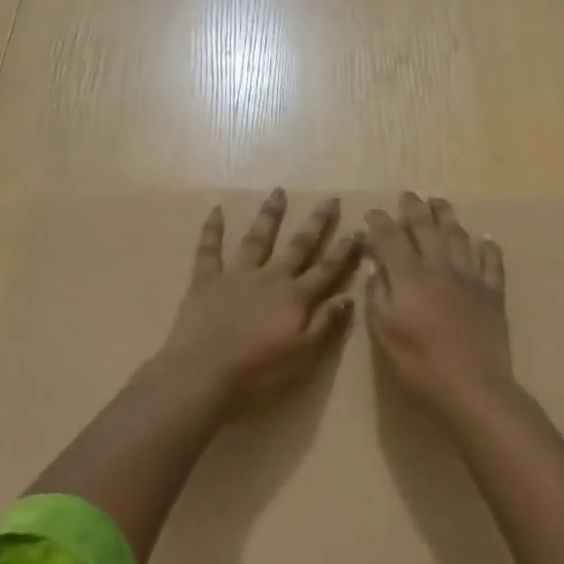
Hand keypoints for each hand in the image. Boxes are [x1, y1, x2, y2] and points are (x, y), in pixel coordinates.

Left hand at [161, 189, 362, 414]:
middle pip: (297, 246)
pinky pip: (209, 250)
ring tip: (278, 191)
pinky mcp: (206, 280)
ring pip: (257, 239)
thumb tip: (348, 296)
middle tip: (329, 199)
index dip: (344, 251)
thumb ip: (325, 323)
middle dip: (316, 223)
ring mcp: (236, 275)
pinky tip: (216, 209)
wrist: (204, 371)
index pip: (326, 269)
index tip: (358, 229)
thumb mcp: (303, 354)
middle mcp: (270, 278)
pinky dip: (212, 229)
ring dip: (269, 215)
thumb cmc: (258, 370)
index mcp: (295, 298)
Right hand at [364, 193, 513, 413]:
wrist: (473, 386)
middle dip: (414, 208)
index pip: (391, 238)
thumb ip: (377, 295)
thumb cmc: (419, 363)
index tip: (372, 213)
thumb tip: (376, 268)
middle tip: (408, 195)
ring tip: (440, 202)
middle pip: (426, 228)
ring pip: (459, 237)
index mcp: (409, 276)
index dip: (380, 222)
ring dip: (447, 216)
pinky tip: (485, 237)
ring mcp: (470, 278)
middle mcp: (439, 267)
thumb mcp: (384, 332)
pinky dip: (488, 246)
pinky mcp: (493, 293)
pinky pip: (492, 262)